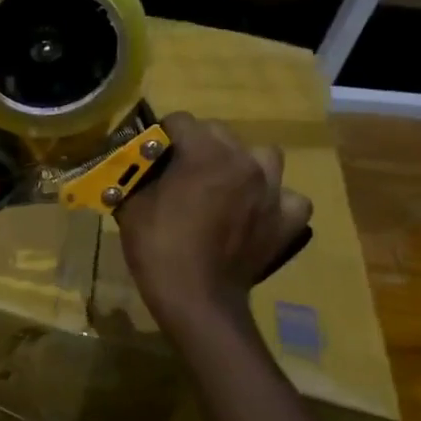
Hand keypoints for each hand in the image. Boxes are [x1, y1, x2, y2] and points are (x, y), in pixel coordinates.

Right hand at [116, 111, 310, 328]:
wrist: (197, 299)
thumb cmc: (158, 248)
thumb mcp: (131, 206)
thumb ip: (135, 176)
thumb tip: (132, 165)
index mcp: (204, 153)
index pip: (180, 121)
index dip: (161, 135)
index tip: (151, 154)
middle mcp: (244, 162)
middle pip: (220, 133)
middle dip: (199, 146)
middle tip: (181, 172)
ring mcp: (272, 190)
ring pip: (263, 157)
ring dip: (243, 165)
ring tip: (226, 186)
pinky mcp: (287, 221)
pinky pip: (289, 198)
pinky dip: (275, 202)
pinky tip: (257, 213)